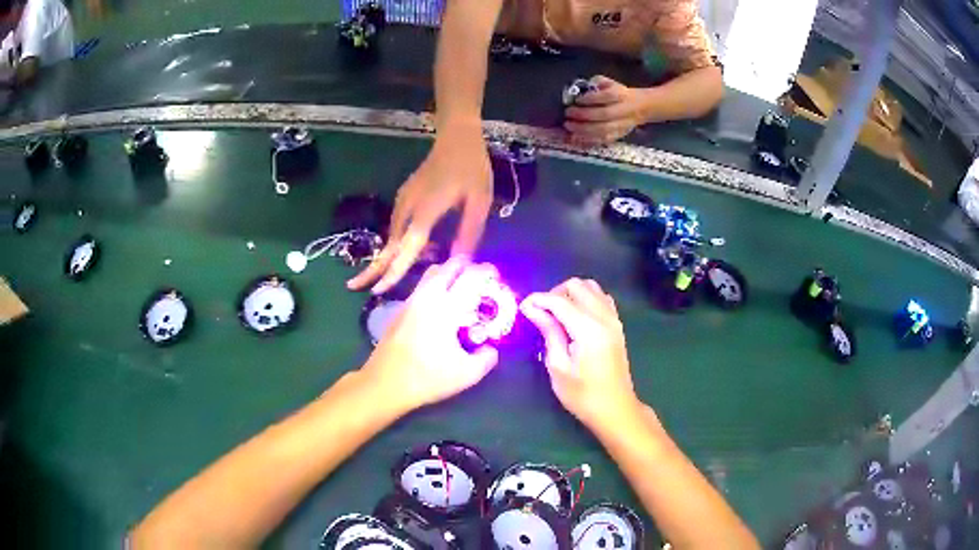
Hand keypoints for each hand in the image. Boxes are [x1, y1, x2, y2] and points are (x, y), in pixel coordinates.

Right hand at [347, 122, 492, 294]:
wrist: (456, 137)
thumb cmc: (471, 168)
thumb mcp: (479, 201)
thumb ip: (469, 232)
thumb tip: (460, 262)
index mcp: (426, 211)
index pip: (405, 248)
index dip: (393, 271)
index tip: (377, 291)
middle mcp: (408, 207)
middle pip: (387, 244)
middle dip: (371, 267)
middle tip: (353, 286)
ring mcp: (404, 200)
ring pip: (391, 236)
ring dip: (388, 257)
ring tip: (384, 277)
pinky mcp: (406, 197)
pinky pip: (397, 226)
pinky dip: (398, 243)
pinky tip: (410, 251)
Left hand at [361, 257, 499, 412]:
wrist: (383, 384)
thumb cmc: (426, 378)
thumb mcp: (466, 374)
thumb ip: (487, 358)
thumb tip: (491, 348)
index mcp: (447, 308)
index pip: (471, 275)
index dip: (487, 271)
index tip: (497, 278)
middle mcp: (428, 296)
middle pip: (450, 265)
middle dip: (468, 266)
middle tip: (481, 281)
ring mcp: (411, 300)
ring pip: (432, 272)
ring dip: (450, 274)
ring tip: (462, 291)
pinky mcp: (400, 309)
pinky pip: (422, 286)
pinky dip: (436, 285)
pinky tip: (441, 308)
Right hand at [520, 278, 639, 428]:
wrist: (615, 409)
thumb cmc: (583, 395)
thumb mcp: (558, 367)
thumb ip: (548, 332)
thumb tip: (531, 308)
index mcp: (588, 330)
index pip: (559, 301)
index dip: (538, 300)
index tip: (522, 308)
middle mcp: (604, 317)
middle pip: (576, 285)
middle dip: (554, 293)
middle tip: (541, 314)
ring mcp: (614, 319)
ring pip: (591, 287)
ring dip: (571, 294)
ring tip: (557, 315)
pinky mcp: (617, 324)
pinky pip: (601, 298)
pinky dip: (586, 299)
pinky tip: (575, 317)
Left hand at [564, 76, 646, 145]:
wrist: (640, 108)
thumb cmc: (619, 94)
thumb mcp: (609, 83)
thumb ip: (597, 82)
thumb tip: (582, 87)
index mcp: (621, 95)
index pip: (607, 96)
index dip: (591, 98)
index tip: (577, 100)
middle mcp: (623, 111)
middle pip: (604, 114)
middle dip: (584, 115)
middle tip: (568, 113)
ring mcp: (621, 126)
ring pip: (603, 130)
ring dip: (584, 130)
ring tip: (569, 126)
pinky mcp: (618, 136)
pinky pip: (603, 140)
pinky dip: (588, 140)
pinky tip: (576, 137)